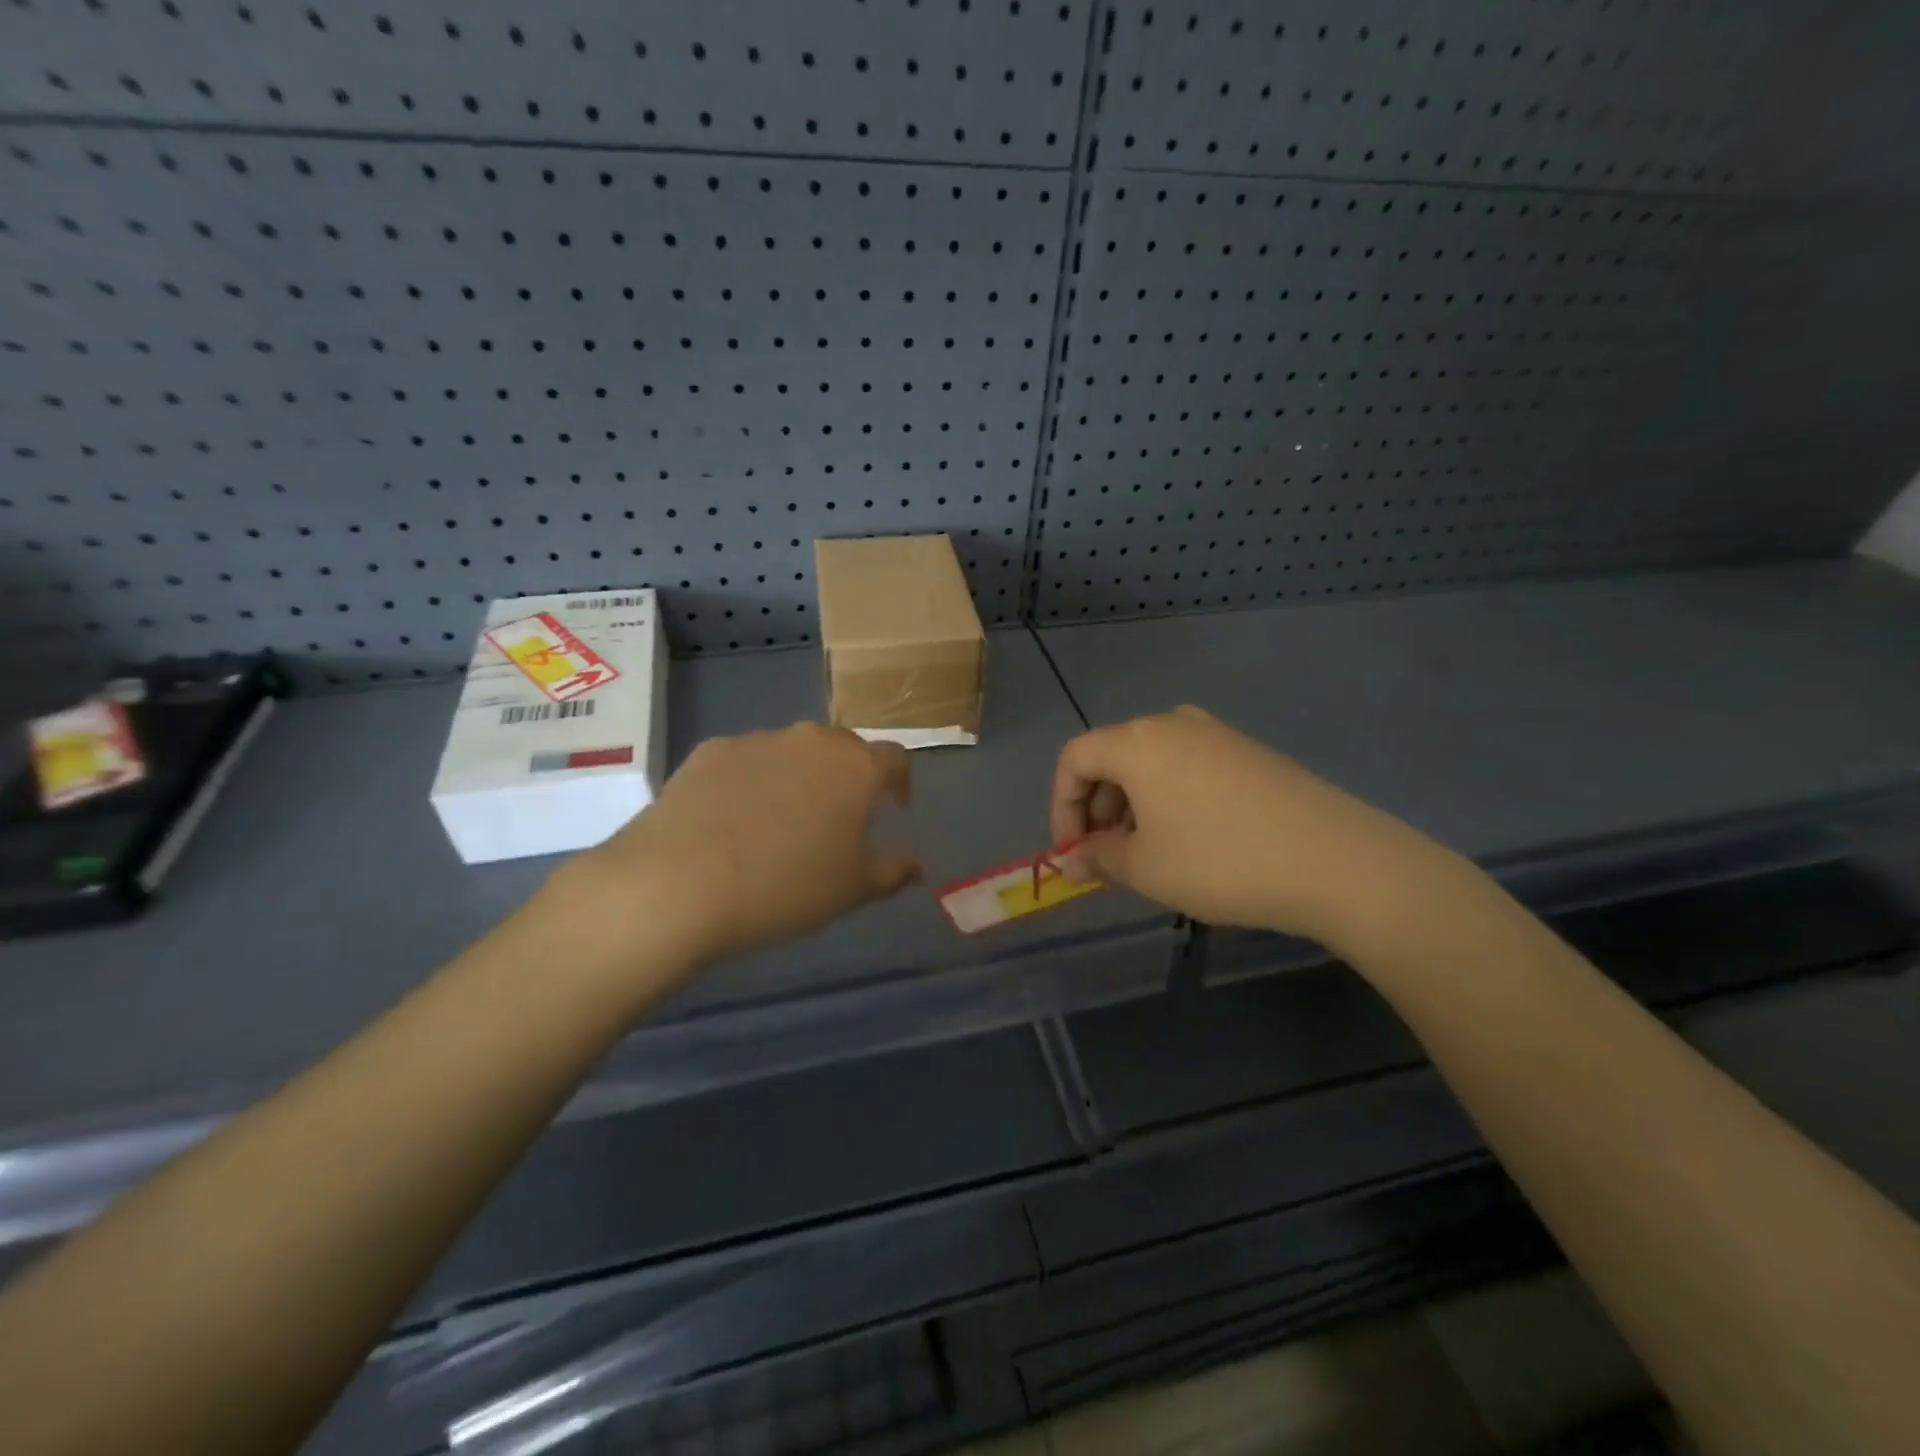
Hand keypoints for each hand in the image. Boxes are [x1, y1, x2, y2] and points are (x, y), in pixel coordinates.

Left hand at [551, 723, 920, 974]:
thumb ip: (891, 872)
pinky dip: (753, 780)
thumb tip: (916, 866)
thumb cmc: (784, 887)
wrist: (678, 883)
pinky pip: (746, 760)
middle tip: (839, 816)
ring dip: (800, 777)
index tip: (894, 807)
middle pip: (843, 748)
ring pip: (793, 751)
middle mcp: (811, 740)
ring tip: (782, 821)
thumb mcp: (851, 890)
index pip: (895, 758)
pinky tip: (734, 819)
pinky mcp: (710, 750)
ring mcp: (758, 740)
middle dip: (849, 776)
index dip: (899, 781)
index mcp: (855, 767)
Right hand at [1050, 706, 1455, 947]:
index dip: (1062, 806)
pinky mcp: (1250, 751)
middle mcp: (1173, 723)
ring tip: (1149, 853)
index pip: (1074, 758)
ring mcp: (1217, 733)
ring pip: (1151, 762)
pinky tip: (1192, 839)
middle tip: (1107, 856)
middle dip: (1098, 808)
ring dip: (1133, 805)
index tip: (1073, 853)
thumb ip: (1098, 858)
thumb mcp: (1146, 869)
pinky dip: (1170, 798)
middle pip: (1112, 756)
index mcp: (1138, 742)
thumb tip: (1071, 860)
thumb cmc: (1221, 862)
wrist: (1337, 861)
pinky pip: (1189, 767)